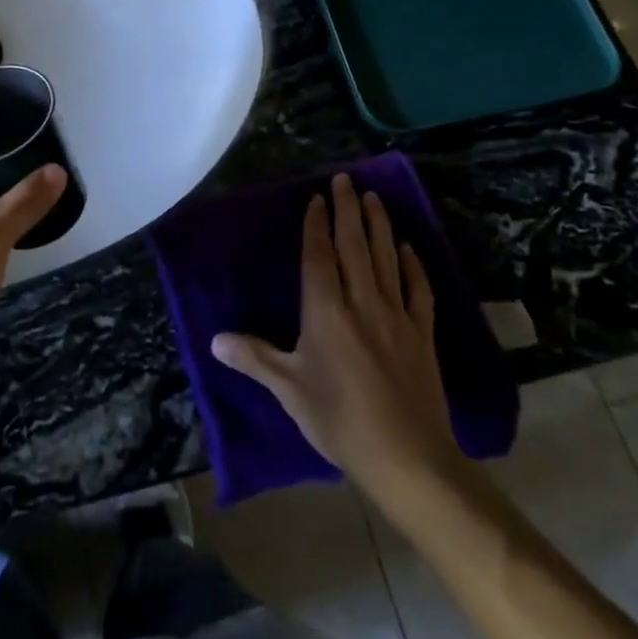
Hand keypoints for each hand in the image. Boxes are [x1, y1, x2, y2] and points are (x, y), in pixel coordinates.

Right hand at [212, 173, 462, 496]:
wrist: (408, 458)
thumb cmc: (339, 420)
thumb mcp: (289, 390)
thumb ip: (254, 358)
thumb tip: (215, 339)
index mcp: (326, 312)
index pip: (319, 256)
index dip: (316, 225)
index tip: (316, 198)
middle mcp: (362, 303)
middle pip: (355, 246)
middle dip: (349, 210)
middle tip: (347, 179)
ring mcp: (397, 317)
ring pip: (386, 259)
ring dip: (379, 226)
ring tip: (374, 198)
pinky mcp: (422, 335)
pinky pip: (418, 290)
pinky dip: (412, 265)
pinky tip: (407, 248)